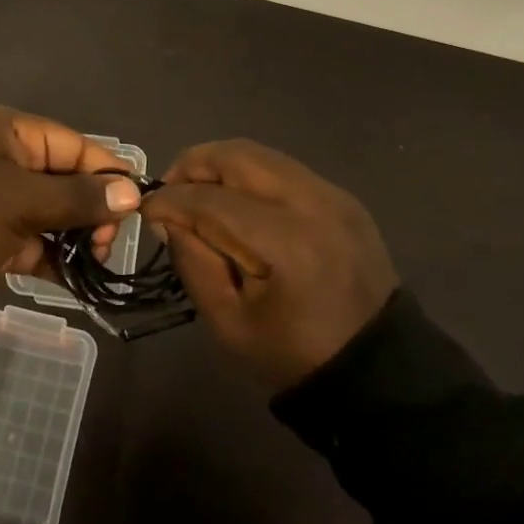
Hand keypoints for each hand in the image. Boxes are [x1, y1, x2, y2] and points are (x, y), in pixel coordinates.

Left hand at [0, 106, 141, 285]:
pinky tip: (77, 280)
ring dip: (75, 236)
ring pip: (51, 211)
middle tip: (108, 244)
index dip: (107, 174)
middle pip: (65, 178)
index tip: (136, 207)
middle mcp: (5, 156)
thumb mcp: (22, 201)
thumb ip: (79, 198)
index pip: (74, 146)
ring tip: (96, 263)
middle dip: (92, 210)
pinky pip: (32, 238)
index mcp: (10, 131)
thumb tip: (133, 192)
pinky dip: (52, 257)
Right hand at [145, 140, 397, 389]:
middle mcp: (312, 203)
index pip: (212, 200)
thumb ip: (193, 262)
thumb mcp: (228, 324)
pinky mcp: (342, 197)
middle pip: (238, 156)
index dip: (171, 200)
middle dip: (193, 165)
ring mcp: (332, 195)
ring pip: (260, 154)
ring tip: (198, 192)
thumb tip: (168, 217)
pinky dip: (250, 174)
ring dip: (221, 165)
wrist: (378, 370)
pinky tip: (236, 200)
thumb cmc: (295, 356)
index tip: (146, 209)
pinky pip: (283, 168)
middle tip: (170, 190)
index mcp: (286, 244)